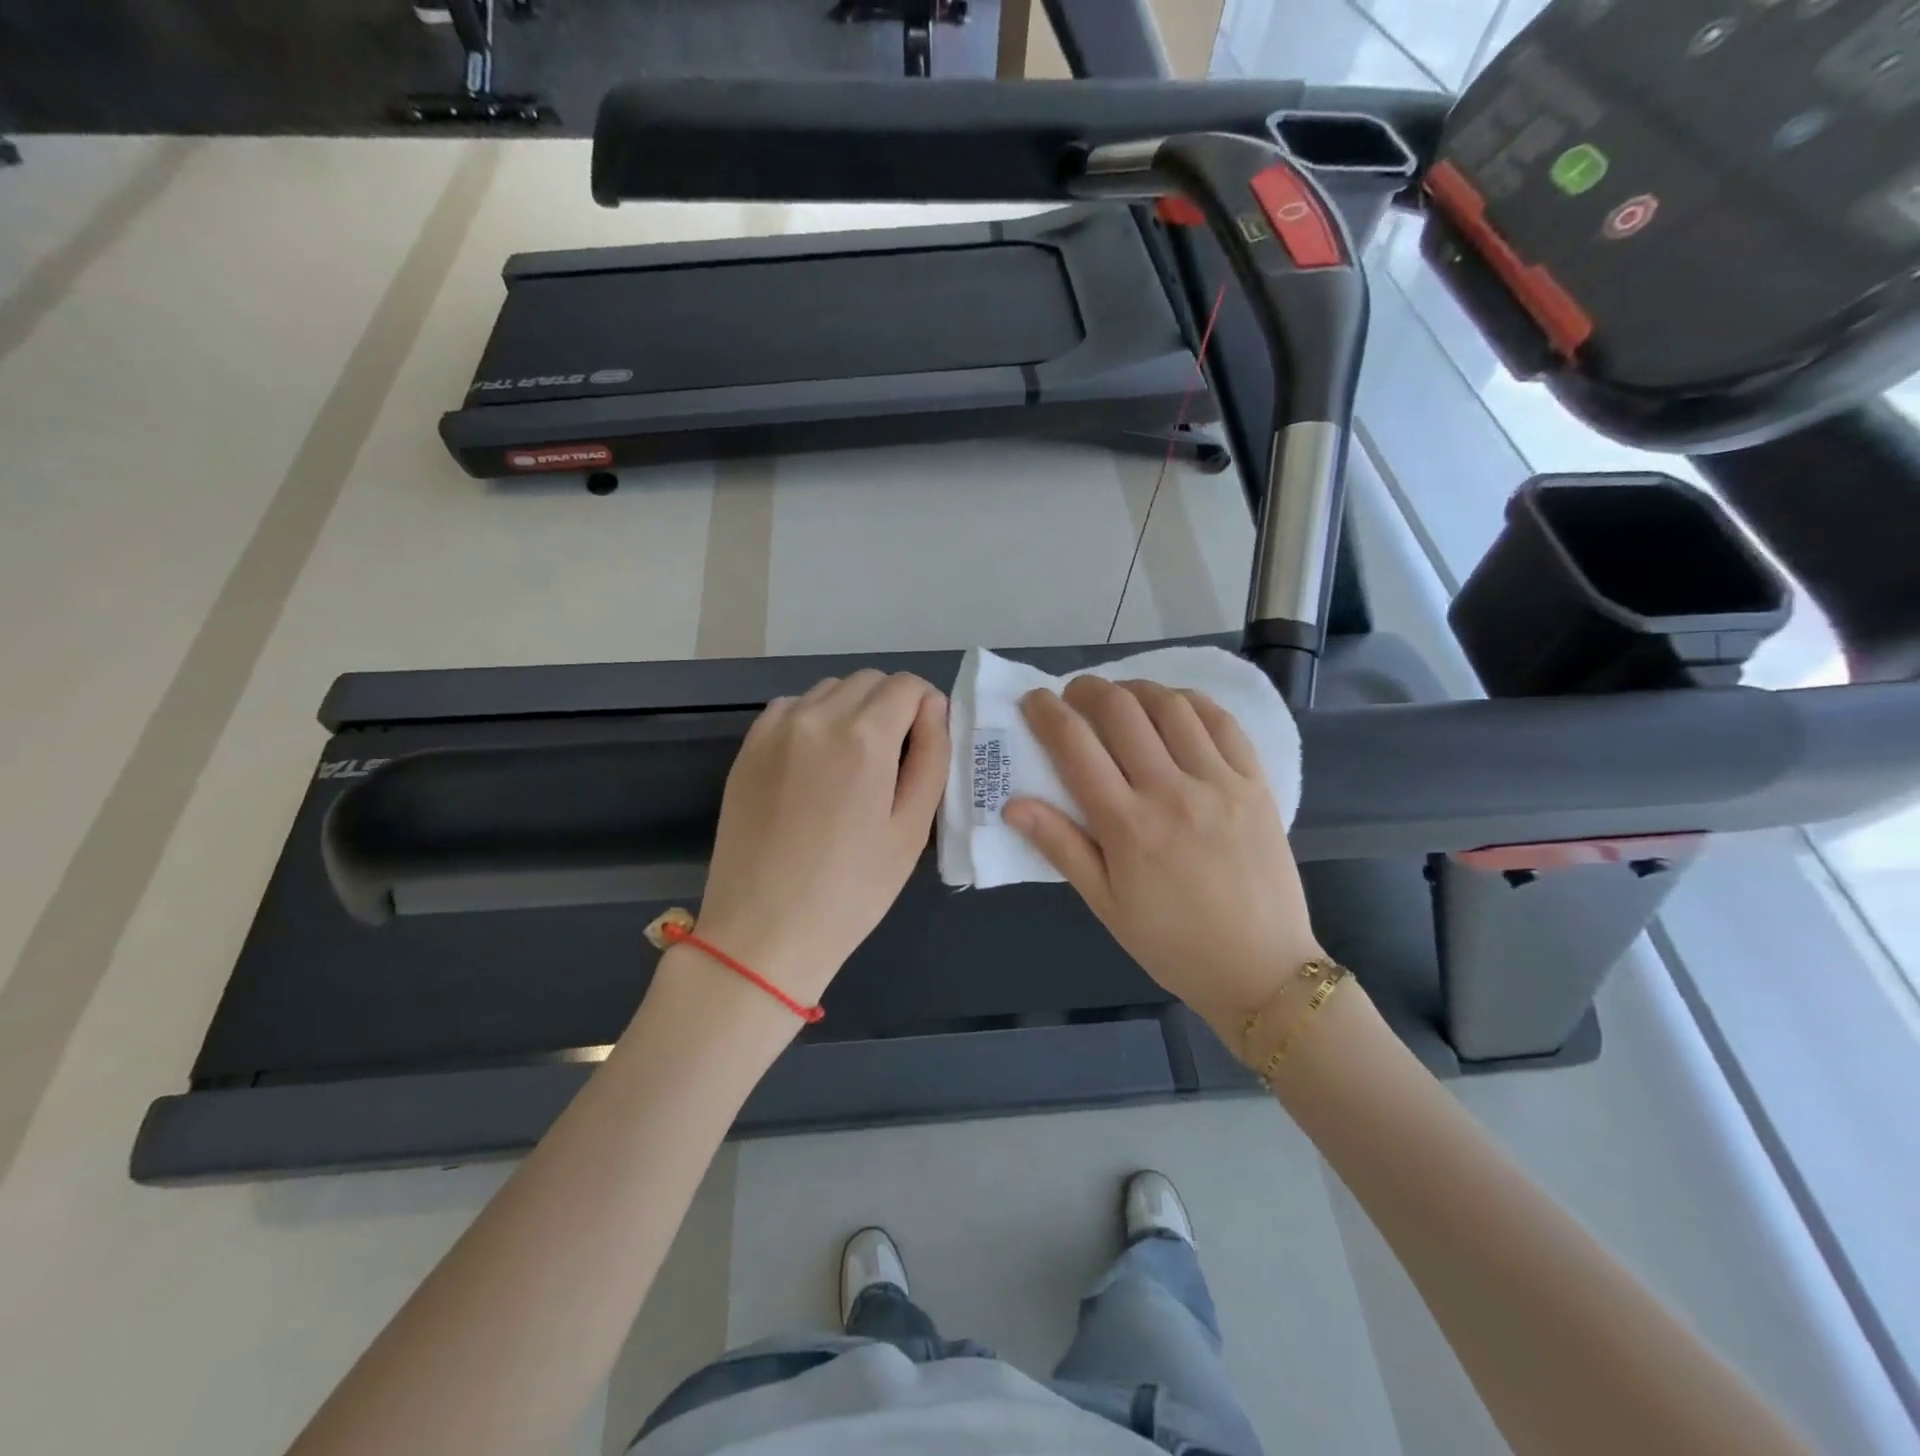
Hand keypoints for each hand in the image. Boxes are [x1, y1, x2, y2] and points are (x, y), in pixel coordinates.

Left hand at [693, 671, 948, 1005]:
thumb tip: (934, 710)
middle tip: (895, 759)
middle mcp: (816, 718)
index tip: (927, 742)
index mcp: (864, 738)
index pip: (907, 685)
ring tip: (854, 763)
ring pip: (829, 690)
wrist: (763, 932)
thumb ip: (932, 757)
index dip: (927, 706)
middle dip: (892, 706)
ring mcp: (775, 730)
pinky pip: (791, 709)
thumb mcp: (911, 829)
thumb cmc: (851, 890)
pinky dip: (813, 719)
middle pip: (868, 681)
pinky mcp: (747, 749)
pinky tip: (815, 764)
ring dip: (852, 710)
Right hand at [1003, 677, 1321, 1043]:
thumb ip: (1060, 847)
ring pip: (1171, 706)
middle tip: (1074, 694)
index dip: (1047, 712)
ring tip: (1121, 697)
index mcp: (1127, 826)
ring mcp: (1219, 783)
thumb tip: (1013, 804)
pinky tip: (1174, 706)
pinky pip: (1222, 722)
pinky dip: (1190, 701)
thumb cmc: (1172, 943)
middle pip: (1121, 711)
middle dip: (1087, 689)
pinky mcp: (1255, 784)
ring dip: (1136, 688)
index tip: (1034, 701)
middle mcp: (1171, 791)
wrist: (1261, 969)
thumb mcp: (1105, 905)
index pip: (1075, 745)